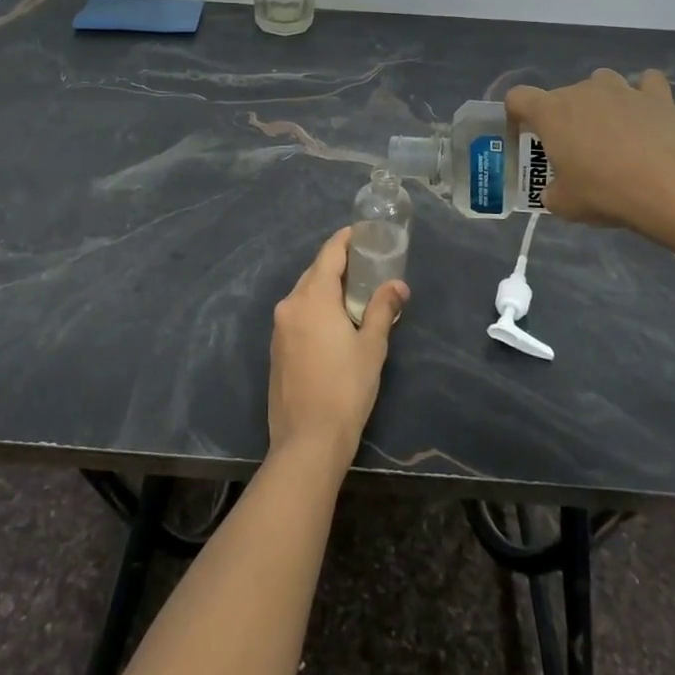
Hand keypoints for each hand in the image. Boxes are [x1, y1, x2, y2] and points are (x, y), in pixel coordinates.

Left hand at [268, 227, 408, 469]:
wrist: (307, 441)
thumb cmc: (345, 389)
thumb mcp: (371, 347)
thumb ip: (383, 309)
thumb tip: (398, 285)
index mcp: (312, 298)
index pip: (329, 254)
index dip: (346, 240)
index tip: (363, 233)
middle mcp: (290, 304)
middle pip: (315, 272)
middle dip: (339, 264)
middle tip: (367, 265)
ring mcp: (279, 327)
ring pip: (305, 293)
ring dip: (327, 288)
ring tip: (355, 293)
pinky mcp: (276, 348)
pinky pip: (298, 314)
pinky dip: (316, 308)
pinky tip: (334, 322)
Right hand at [506, 68, 674, 239]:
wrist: (670, 186)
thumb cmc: (604, 191)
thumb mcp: (564, 204)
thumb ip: (552, 192)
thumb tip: (555, 191)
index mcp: (550, 112)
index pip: (518, 98)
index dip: (517, 116)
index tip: (527, 139)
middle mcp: (582, 91)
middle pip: (562, 94)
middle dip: (565, 118)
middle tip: (576, 152)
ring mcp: (622, 89)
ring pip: (602, 82)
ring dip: (602, 100)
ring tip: (612, 130)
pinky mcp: (658, 96)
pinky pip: (647, 84)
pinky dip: (645, 95)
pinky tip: (649, 115)